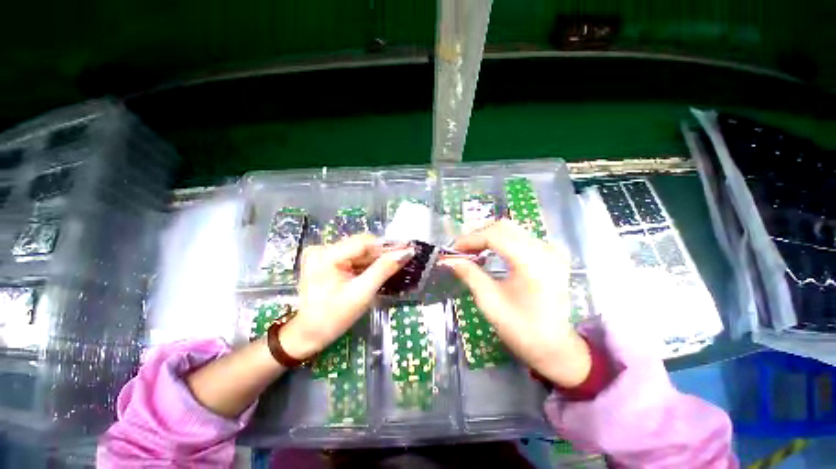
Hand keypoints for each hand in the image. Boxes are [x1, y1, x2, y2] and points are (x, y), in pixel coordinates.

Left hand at [279, 234, 413, 358]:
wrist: (308, 334)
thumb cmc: (333, 318)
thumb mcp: (361, 294)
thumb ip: (383, 270)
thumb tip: (405, 253)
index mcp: (325, 255)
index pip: (363, 242)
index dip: (387, 245)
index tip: (408, 248)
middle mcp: (322, 249)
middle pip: (361, 245)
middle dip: (383, 253)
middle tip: (404, 257)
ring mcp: (323, 254)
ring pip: (358, 251)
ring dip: (376, 258)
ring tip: (395, 262)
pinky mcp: (326, 260)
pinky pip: (352, 257)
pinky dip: (366, 263)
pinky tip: (379, 268)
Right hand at [440, 219, 591, 387]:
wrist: (554, 347)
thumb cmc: (522, 329)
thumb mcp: (490, 301)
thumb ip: (469, 274)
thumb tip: (448, 259)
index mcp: (532, 263)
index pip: (495, 236)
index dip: (470, 239)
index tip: (453, 249)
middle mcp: (545, 250)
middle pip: (504, 227)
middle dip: (478, 234)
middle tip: (461, 249)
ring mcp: (551, 250)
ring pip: (512, 229)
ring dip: (488, 236)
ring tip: (472, 250)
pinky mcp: (551, 254)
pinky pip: (521, 237)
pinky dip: (501, 241)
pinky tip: (490, 252)